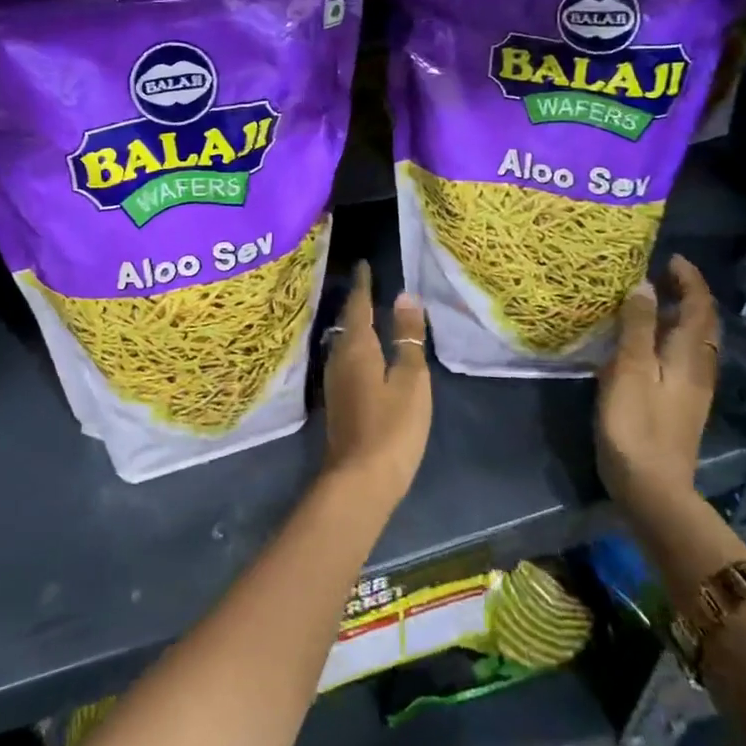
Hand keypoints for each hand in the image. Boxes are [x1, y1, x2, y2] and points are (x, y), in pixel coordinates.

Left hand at [322, 261, 432, 506]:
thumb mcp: (410, 379)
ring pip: (344, 342)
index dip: (363, 284)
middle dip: (357, 302)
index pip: (359, 305)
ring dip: (355, 325)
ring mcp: (335, 382)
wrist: (360, 480)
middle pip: (348, 322)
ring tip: (369, 313)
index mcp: (356, 347)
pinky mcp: (338, 401)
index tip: (364, 264)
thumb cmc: (391, 427)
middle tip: (369, 284)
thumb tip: (404, 296)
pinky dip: (356, 346)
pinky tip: (364, 352)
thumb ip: (407, 338)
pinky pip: (346, 359)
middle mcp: (339, 358)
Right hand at [595, 255, 719, 504]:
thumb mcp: (630, 369)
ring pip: (692, 341)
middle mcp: (697, 368)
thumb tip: (645, 286)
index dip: (690, 280)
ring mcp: (691, 390)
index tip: (671, 258)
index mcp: (688, 355)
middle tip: (660, 274)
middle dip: (687, 295)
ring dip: (679, 316)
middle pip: (701, 323)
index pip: (700, 307)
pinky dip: (668, 337)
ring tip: (650, 301)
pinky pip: (680, 357)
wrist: (652, 487)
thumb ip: (637, 327)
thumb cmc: (636, 424)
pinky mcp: (678, 405)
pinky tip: (644, 343)